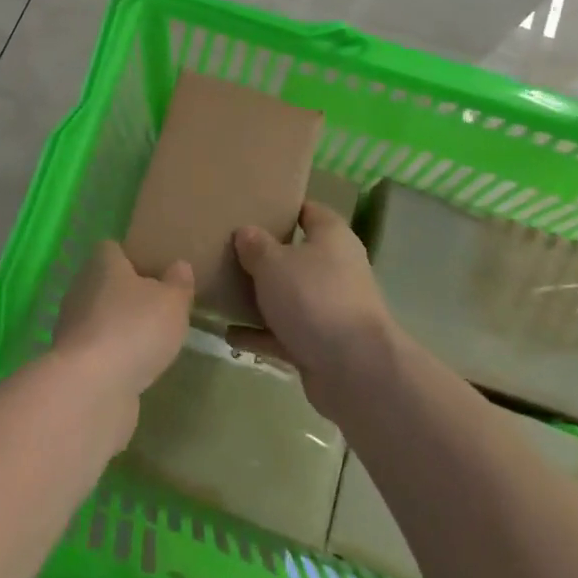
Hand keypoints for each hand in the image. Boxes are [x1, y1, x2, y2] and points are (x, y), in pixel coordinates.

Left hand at [52, 242, 193, 409]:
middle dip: (127, 294)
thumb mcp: (172, 302)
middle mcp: (80, 289)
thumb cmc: (134, 329)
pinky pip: (97, 350)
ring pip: (99, 317)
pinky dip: (113, 356)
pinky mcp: (71, 362)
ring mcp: (72, 327)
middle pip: (105, 283)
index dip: (132, 257)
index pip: (112, 249)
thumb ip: (178, 283)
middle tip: (157, 306)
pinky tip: (134, 367)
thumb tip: (179, 265)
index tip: (154, 270)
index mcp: (101, 264)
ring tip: (150, 340)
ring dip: (119, 327)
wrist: (91, 389)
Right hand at [229, 201, 398, 420]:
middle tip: (228, 249)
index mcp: (331, 236)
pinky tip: (230, 334)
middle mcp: (335, 268)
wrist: (354, 370)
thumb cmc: (314, 298)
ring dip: (261, 297)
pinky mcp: (322, 343)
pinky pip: (285, 332)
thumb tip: (245, 232)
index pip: (308, 210)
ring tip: (223, 291)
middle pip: (296, 254)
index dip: (282, 207)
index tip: (251, 208)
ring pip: (289, 295)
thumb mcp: (273, 263)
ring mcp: (330, 308)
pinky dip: (261, 334)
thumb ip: (255, 245)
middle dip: (265, 255)